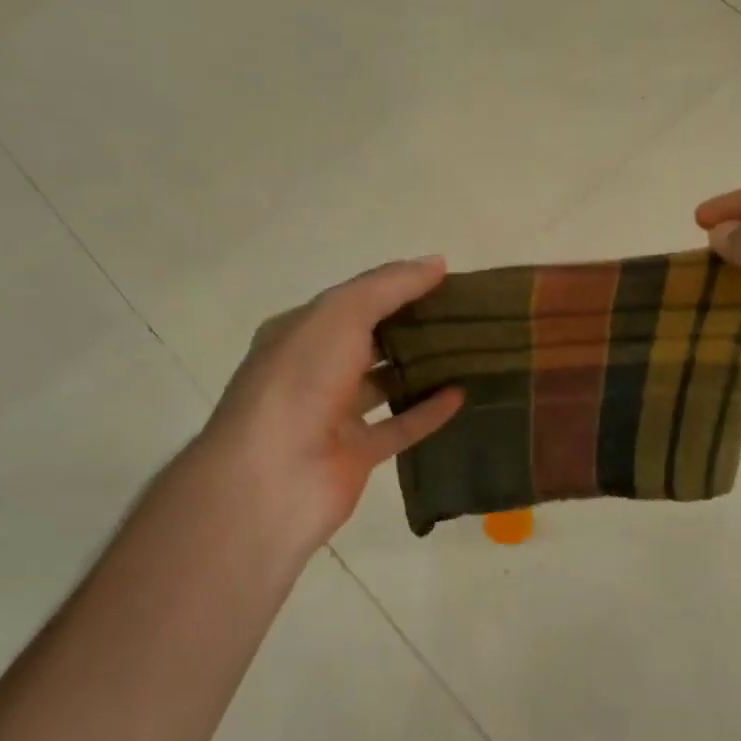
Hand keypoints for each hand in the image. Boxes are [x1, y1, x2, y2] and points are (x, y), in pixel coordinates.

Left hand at [196, 259, 463, 565]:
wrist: (272, 477)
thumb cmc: (301, 381)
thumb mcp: (342, 314)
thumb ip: (389, 286)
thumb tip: (436, 262)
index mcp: (300, 332)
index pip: (354, 301)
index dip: (396, 288)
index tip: (445, 281)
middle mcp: (314, 370)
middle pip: (370, 341)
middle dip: (412, 327)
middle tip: (465, 316)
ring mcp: (333, 414)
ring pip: (385, 384)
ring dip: (421, 369)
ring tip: (468, 352)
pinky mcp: (356, 454)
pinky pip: (398, 427)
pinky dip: (428, 412)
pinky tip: (461, 395)